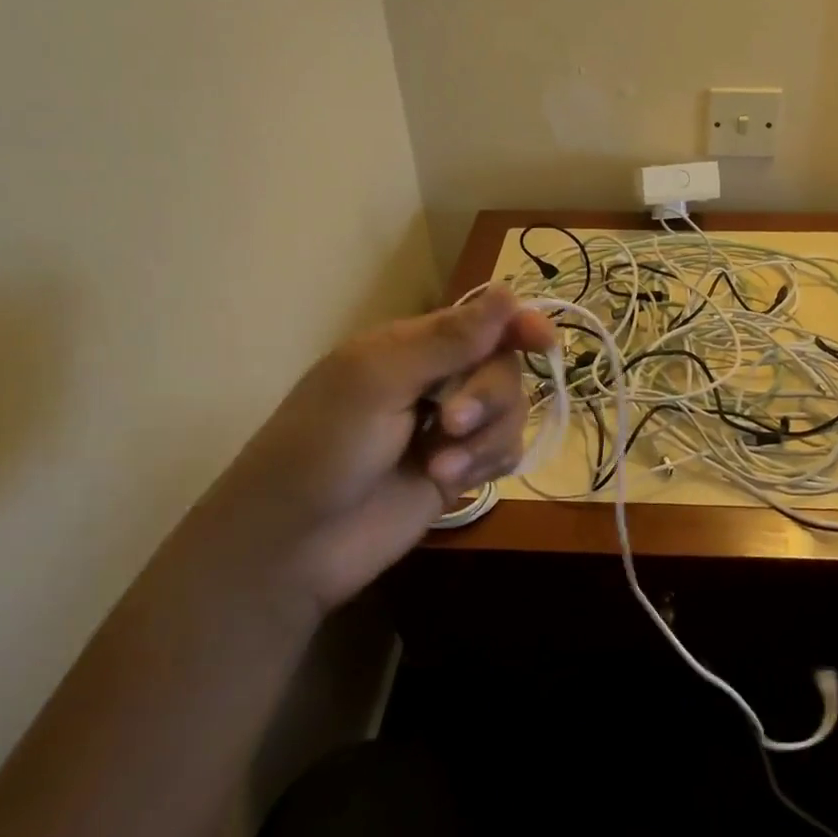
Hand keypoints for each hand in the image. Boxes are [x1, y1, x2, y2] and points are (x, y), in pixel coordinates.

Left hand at [197, 287, 554, 613]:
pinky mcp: (460, 471)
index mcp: (410, 347)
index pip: (480, 321)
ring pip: (511, 411)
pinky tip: (449, 483)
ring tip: (441, 468)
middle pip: (503, 367)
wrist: (295, 545)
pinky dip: (486, 464)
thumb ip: (447, 341)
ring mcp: (449, 429)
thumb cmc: (322, 448)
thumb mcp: (378, 381)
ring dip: (484, 439)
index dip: (517, 325)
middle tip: (449, 423)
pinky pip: (505, 451)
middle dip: (487, 395)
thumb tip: (508, 291)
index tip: (542, 341)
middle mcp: (436, 381)